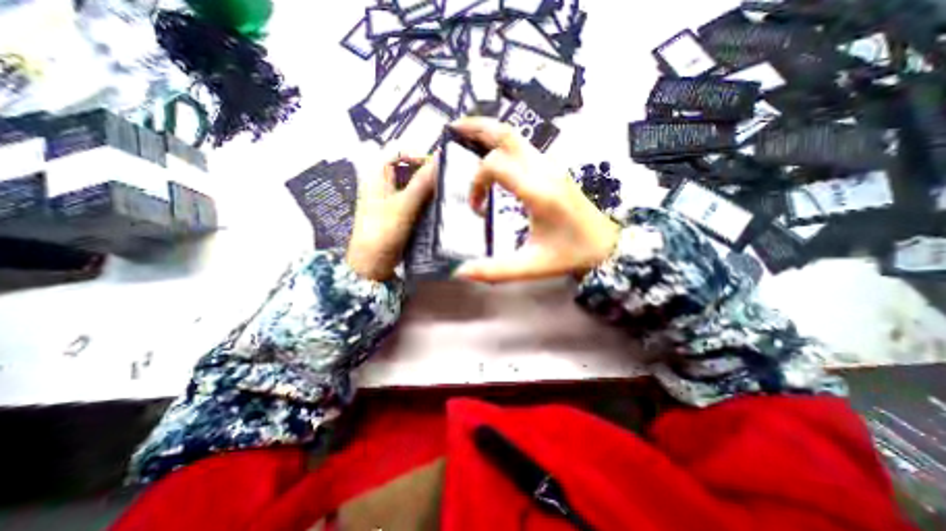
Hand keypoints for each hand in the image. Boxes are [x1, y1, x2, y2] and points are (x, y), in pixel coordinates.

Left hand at [346, 152, 436, 282]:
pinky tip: (440, 207)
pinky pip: (417, 198)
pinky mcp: (400, 211)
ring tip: (447, 196)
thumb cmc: (383, 232)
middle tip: (448, 183)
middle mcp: (385, 181)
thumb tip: (441, 158)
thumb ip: (422, 183)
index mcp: (378, 173)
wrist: (372, 264)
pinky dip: (428, 200)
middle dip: (429, 173)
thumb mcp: (404, 206)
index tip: (440, 169)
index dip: (420, 156)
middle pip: (410, 167)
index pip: (401, 151)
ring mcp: (392, 197)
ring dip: (431, 188)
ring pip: (416, 184)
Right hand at [450, 116, 622, 280]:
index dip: (476, 184)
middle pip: (507, 135)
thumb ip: (495, 271)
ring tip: (467, 137)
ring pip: (516, 137)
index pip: (495, 166)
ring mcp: (551, 166)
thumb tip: (460, 272)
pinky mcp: (554, 170)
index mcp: (539, 192)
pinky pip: (524, 148)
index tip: (476, 209)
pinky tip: (493, 156)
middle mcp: (545, 171)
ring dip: (490, 134)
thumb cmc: (571, 254)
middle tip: (453, 129)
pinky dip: (503, 145)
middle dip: (477, 127)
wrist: (606, 244)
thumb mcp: (531, 266)